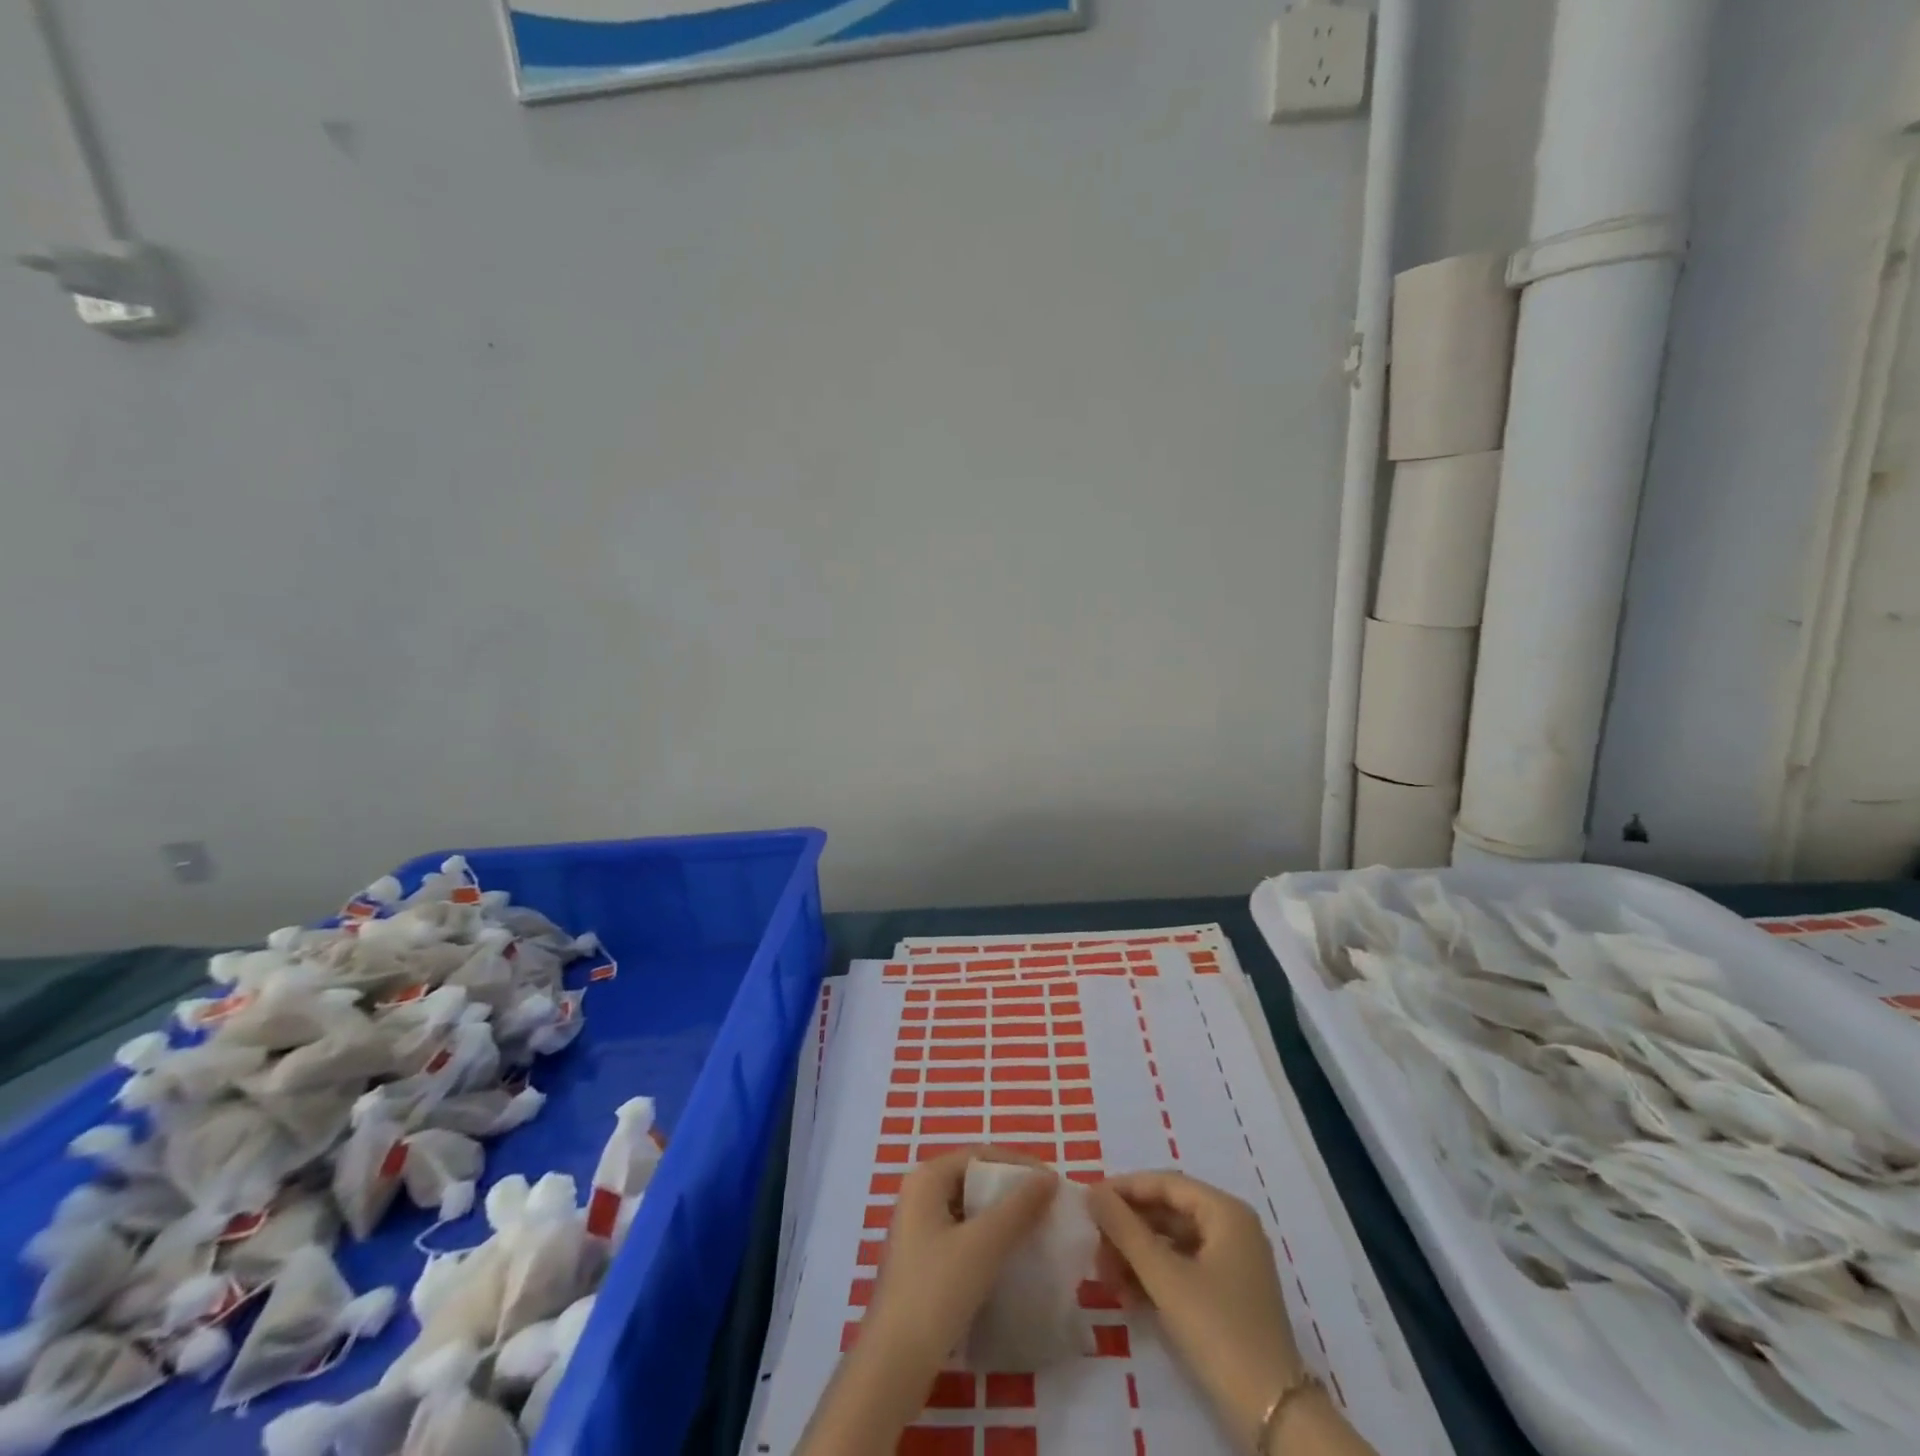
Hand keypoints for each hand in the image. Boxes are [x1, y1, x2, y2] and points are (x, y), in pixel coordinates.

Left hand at [796, 1148, 1056, 1455]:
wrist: (895, 1362)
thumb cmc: (937, 1290)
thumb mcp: (984, 1243)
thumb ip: (1019, 1207)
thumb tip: (1049, 1177)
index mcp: (926, 1178)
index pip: (979, 1155)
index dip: (1016, 1164)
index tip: (1051, 1182)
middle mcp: (918, 1195)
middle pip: (973, 1180)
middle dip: (1010, 1191)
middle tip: (1047, 1206)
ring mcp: (917, 1231)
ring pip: (968, 1211)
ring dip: (1001, 1218)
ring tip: (1035, 1231)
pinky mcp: (922, 1263)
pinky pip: (962, 1237)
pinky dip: (987, 1241)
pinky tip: (1010, 1259)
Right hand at [1089, 1171, 1303, 1446]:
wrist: (1273, 1415)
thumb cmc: (1219, 1330)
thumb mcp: (1165, 1277)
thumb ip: (1125, 1230)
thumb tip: (1092, 1191)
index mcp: (1226, 1212)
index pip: (1166, 1184)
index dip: (1125, 1189)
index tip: (1089, 1201)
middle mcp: (1232, 1229)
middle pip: (1168, 1212)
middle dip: (1128, 1229)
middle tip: (1094, 1246)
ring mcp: (1232, 1264)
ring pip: (1172, 1244)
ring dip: (1136, 1257)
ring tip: (1105, 1277)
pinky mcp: (1227, 1297)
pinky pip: (1182, 1270)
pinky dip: (1154, 1278)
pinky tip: (1126, 1296)